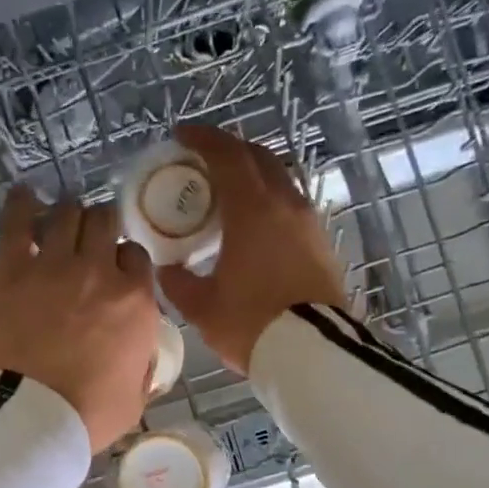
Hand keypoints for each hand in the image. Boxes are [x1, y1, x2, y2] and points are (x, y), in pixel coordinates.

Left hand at [0, 187, 159, 454]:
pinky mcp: (12, 270)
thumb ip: (141, 365)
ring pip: (68, 213)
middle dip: (101, 224)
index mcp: (136, 302)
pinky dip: (23, 204)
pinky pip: (18, 222)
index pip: (137, 256)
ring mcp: (55, 266)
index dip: (124, 259)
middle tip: (90, 235)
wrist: (29, 417)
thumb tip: (138, 352)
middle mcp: (99, 272)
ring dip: (69, 212)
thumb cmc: (87, 415)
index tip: (115, 268)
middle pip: (106, 222)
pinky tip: (25, 195)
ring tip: (62, 217)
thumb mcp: (135, 398)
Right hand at [158, 124, 348, 373]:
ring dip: (253, 174)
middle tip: (204, 160)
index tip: (182, 135)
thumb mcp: (202, 307)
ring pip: (279, 179)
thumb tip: (167, 270)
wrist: (313, 352)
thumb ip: (178, 283)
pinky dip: (268, 200)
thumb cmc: (252, 323)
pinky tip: (253, 223)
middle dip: (230, 150)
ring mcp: (308, 223)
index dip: (203, 140)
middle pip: (258, 158)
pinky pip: (290, 205)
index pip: (228, 156)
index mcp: (252, 210)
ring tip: (227, 191)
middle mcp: (284, 205)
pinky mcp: (321, 243)